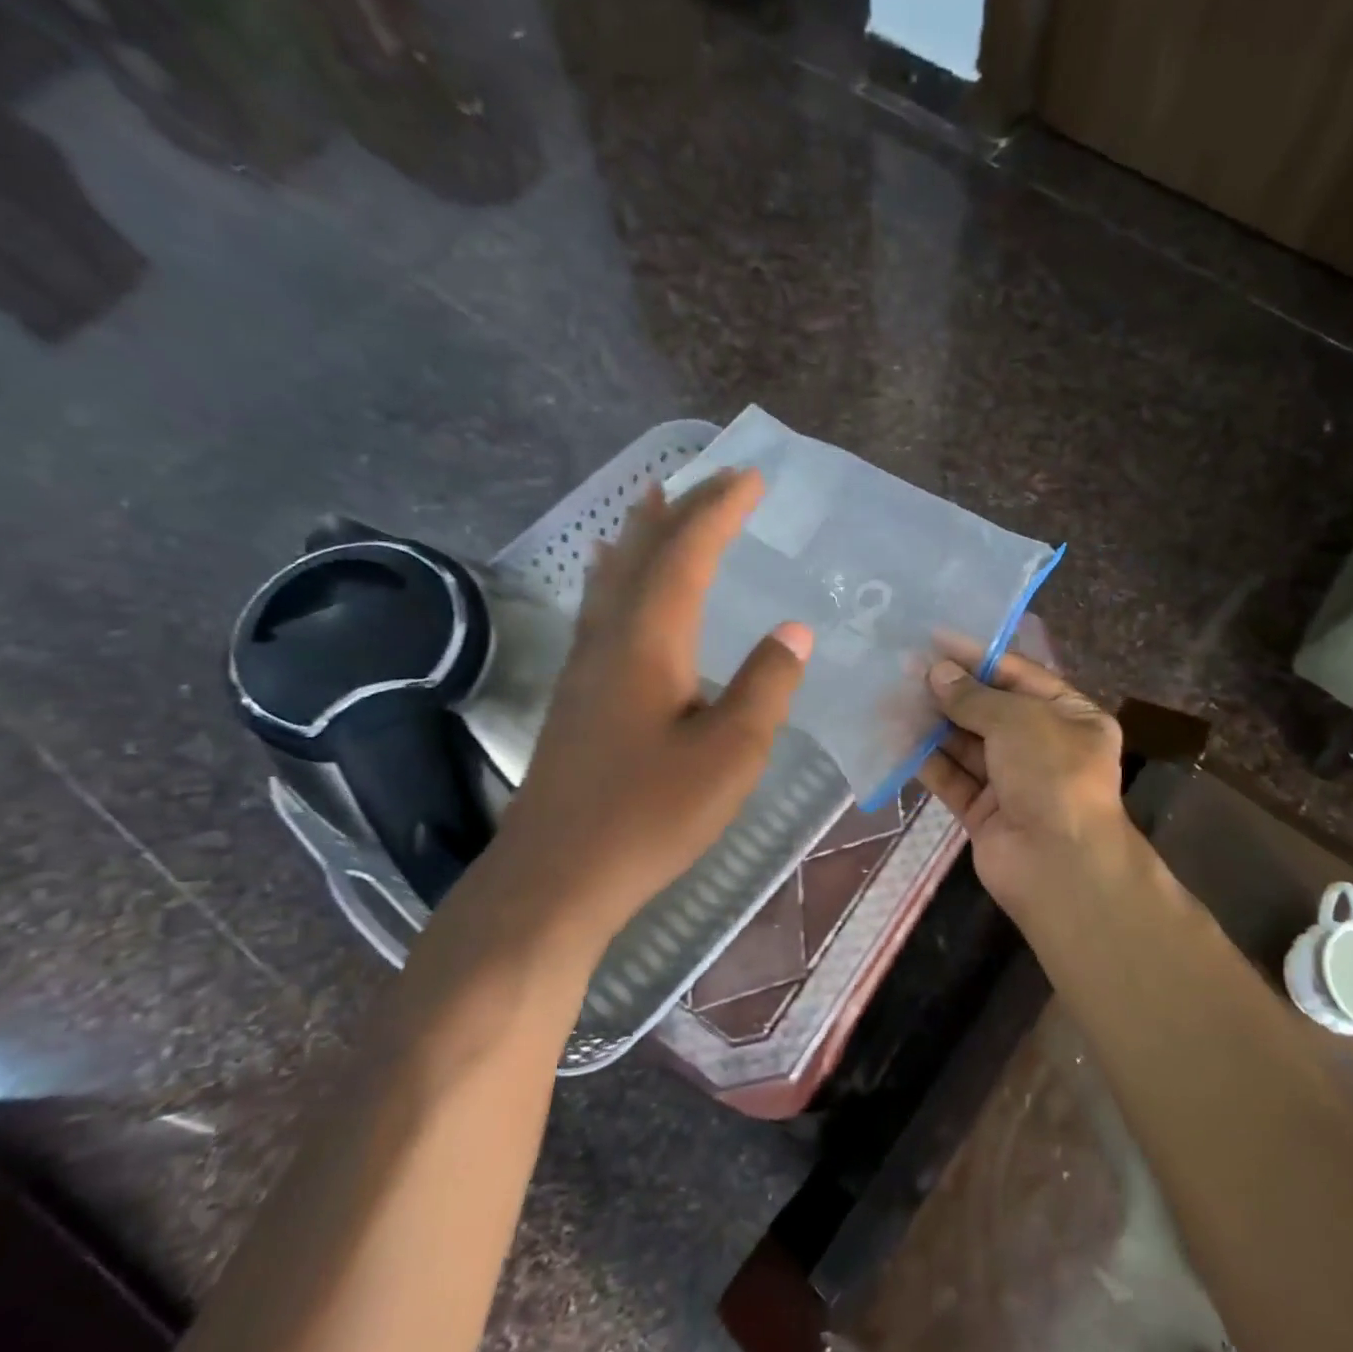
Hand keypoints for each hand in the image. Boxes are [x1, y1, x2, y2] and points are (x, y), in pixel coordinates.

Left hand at [450, 469, 810, 954]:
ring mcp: (587, 666)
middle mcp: (611, 638)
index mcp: (651, 641)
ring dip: (643, 533)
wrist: (558, 875)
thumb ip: (767, 685)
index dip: (721, 509)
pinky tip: (614, 580)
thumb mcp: (731, 754)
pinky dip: (618, 574)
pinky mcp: (579, 694)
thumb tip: (794, 631)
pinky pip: (601, 607)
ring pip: (615, 576)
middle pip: (646, 552)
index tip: (753, 476)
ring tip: (656, 498)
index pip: (688, 553)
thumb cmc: (651, 814)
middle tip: (717, 476)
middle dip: (684, 508)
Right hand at [916, 653, 1129, 926]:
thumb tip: (936, 673)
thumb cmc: (1052, 775)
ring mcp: (1013, 781)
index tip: (935, 639)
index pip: (1019, 676)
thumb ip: (974, 697)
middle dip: (950, 691)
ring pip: (966, 745)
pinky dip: (928, 761)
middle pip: (989, 710)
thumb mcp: (1019, 721)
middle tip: (905, 669)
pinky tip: (897, 740)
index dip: (977, 657)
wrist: (1059, 865)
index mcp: (1070, 716)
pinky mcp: (985, 812)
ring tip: (893, 699)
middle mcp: (1043, 746)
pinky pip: (953, 778)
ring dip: (933, 724)